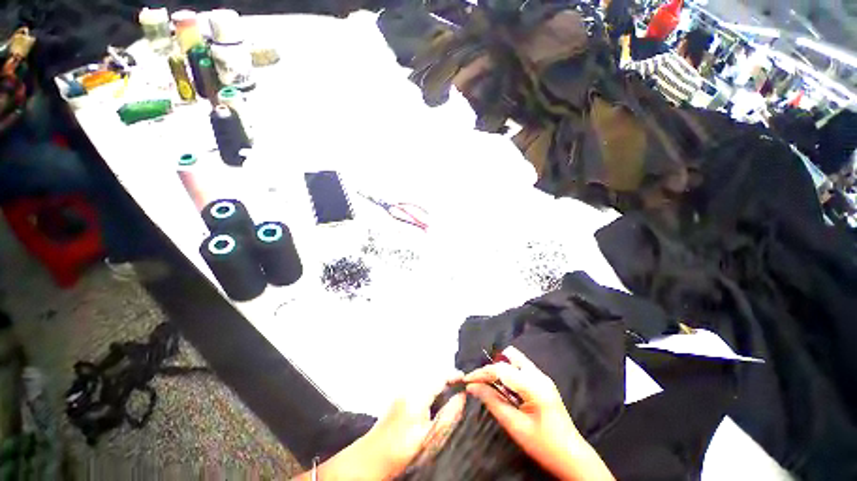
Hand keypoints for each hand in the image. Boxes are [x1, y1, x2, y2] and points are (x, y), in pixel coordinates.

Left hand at [362, 375, 464, 478]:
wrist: (371, 459)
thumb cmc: (402, 451)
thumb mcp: (430, 439)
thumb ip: (449, 416)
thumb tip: (462, 396)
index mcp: (416, 395)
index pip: (440, 376)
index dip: (455, 375)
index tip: (466, 381)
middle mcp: (408, 386)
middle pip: (433, 373)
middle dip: (447, 377)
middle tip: (460, 388)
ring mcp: (402, 389)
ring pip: (426, 378)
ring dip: (439, 381)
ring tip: (451, 392)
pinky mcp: (399, 395)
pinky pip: (419, 384)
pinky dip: (430, 386)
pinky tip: (435, 399)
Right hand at [464, 347, 613, 480]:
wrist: (573, 457)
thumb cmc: (544, 446)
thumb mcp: (515, 426)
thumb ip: (492, 402)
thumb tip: (472, 387)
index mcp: (534, 386)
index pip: (501, 369)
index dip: (481, 373)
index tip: (467, 380)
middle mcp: (539, 375)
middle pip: (509, 356)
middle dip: (492, 366)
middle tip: (481, 382)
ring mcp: (542, 377)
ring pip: (515, 360)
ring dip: (500, 369)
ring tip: (491, 385)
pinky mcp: (543, 382)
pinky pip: (520, 368)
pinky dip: (508, 374)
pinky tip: (505, 389)